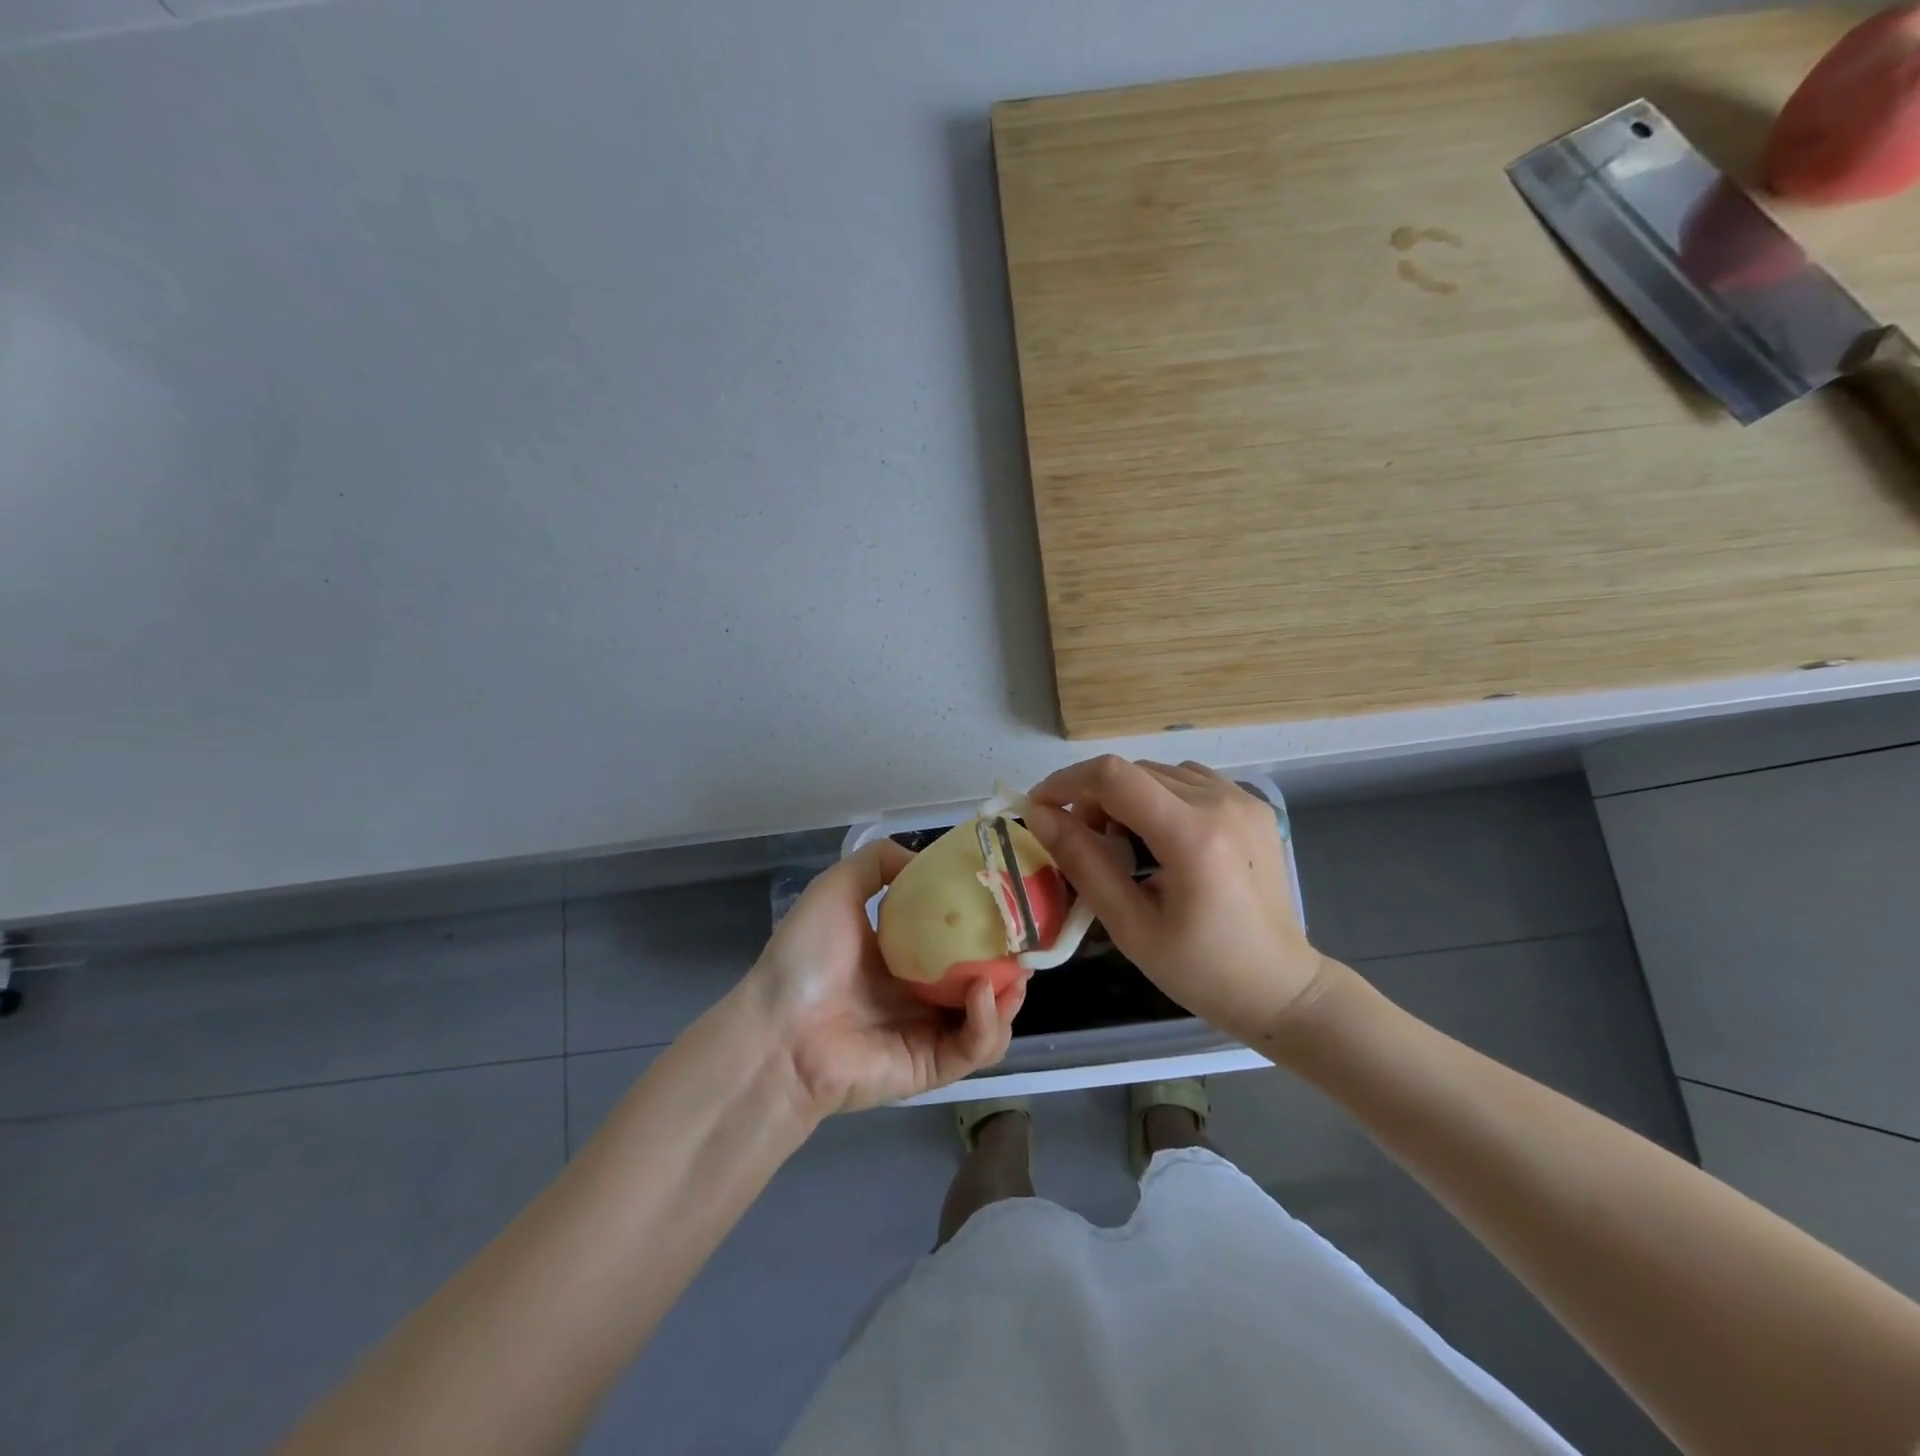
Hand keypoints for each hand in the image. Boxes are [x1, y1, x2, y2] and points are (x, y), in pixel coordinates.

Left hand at [741, 839, 1025, 1118]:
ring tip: (1015, 973)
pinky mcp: (932, 1067)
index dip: (984, 924)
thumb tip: (922, 857)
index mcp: (900, 956)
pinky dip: (989, 1024)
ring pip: (988, 1017)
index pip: (954, 940)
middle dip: (1008, 962)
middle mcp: (918, 993)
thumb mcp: (837, 888)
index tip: (1008, 904)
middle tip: (1026, 943)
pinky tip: (982, 996)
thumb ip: (877, 863)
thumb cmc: (807, 957)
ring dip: (1008, 996)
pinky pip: (975, 1049)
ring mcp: (928, 1032)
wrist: (779, 1031)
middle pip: (980, 978)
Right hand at [1023, 756, 1328, 1045]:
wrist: (1281, 987)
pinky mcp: (1252, 805)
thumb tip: (1039, 815)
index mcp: (1192, 836)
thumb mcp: (1130, 926)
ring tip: (1122, 845)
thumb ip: (1083, 863)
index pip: (1113, 776)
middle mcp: (1220, 802)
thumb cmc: (1201, 970)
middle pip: (1133, 771)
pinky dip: (1158, 798)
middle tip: (1081, 844)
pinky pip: (1188, 780)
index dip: (1065, 783)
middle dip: (1092, 798)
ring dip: (1125, 797)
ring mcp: (1241, 799)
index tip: (1039, 808)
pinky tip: (1160, 838)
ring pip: (1158, 772)